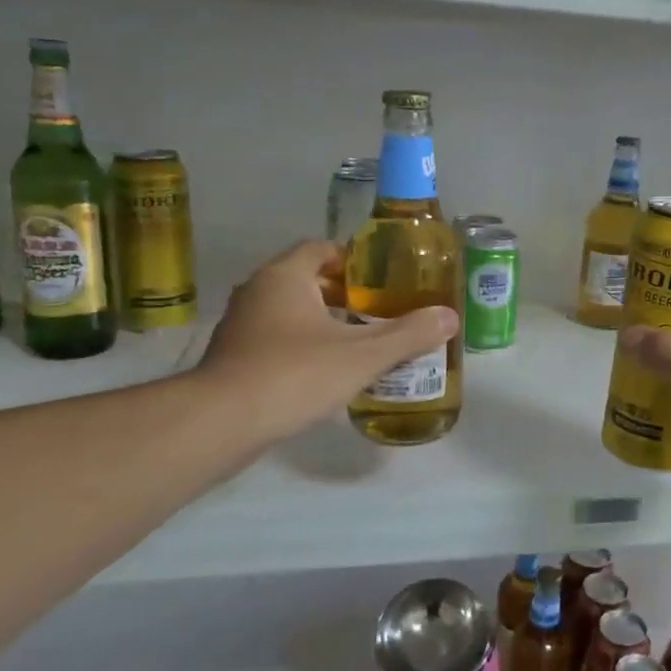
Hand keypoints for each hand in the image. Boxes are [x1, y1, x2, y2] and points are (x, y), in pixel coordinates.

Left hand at [191, 241, 457, 449]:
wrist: (221, 422)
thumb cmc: (294, 374)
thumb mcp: (362, 355)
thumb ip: (408, 335)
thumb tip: (449, 317)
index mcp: (285, 276)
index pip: (319, 247)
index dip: (351, 259)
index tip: (380, 279)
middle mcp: (257, 291)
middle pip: (305, 279)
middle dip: (341, 293)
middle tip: (377, 311)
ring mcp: (240, 325)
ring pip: (288, 311)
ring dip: (320, 321)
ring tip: (357, 342)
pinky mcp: (232, 358)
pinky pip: (274, 339)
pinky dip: (299, 346)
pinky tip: (323, 372)